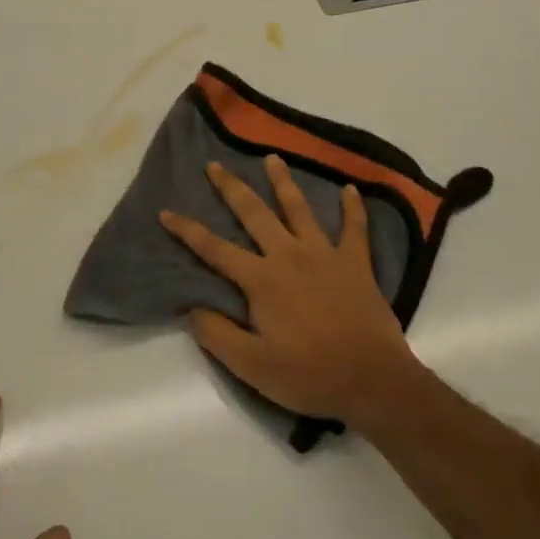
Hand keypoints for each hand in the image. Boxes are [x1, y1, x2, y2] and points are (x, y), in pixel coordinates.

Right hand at [159, 155, 422, 428]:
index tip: (166, 211)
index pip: (215, 249)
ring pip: (300, 209)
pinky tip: (350, 188)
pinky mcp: (356, 264)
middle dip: (231, 188)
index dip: (188, 230)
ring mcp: (325, 255)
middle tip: (215, 164)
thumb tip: (191, 309)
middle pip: (255, 214)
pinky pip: (355, 228)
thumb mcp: (251, 366)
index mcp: (261, 280)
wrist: (373, 380)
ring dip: (284, 182)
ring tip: (273, 158)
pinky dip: (353, 208)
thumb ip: (217, 335)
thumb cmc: (308, 375)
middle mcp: (289, 256)